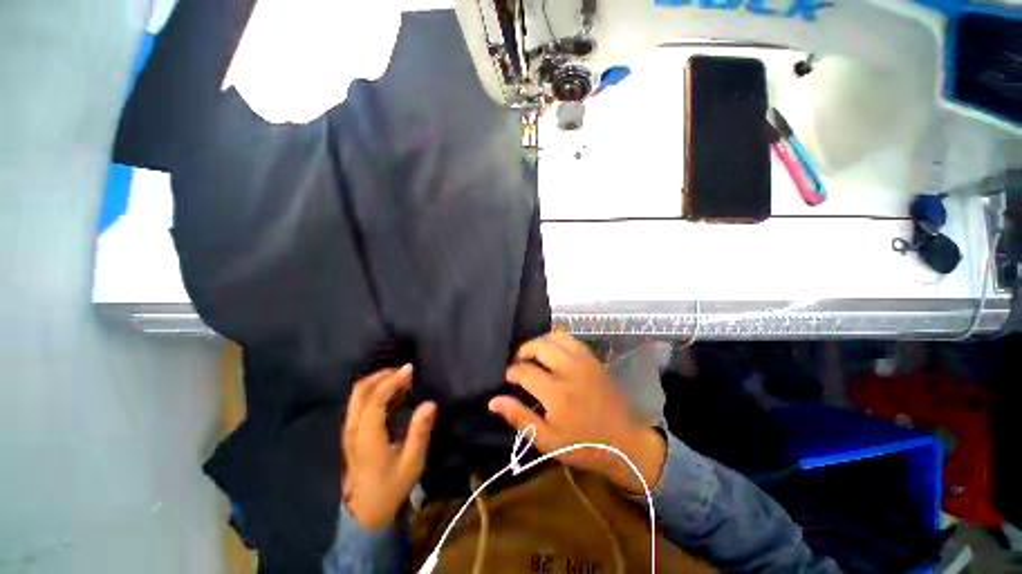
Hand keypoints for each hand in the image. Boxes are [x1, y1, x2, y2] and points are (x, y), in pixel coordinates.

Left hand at [341, 366, 436, 529]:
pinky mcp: (351, 434)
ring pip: (357, 395)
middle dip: (382, 375)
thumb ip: (420, 431)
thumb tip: (430, 403)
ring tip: (400, 378)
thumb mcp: (412, 462)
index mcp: (367, 437)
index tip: (410, 369)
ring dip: (377, 381)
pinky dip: (374, 391)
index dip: (392, 381)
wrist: (365, 514)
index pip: (375, 399)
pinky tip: (392, 393)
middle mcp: (353, 429)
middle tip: (404, 371)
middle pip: (360, 391)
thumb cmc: (391, 487)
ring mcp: (349, 431)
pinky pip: (359, 403)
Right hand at [488, 331, 665, 492]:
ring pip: (555, 337)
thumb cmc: (583, 445)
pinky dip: (556, 339)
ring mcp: (584, 362)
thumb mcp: (547, 440)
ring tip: (534, 355)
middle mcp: (569, 371)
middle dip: (524, 351)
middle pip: (539, 347)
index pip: (525, 371)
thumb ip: (519, 417)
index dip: (512, 372)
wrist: (625, 442)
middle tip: (519, 363)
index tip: (509, 378)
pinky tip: (553, 351)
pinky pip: (571, 339)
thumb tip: (493, 401)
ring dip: (540, 342)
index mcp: (556, 394)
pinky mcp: (593, 359)